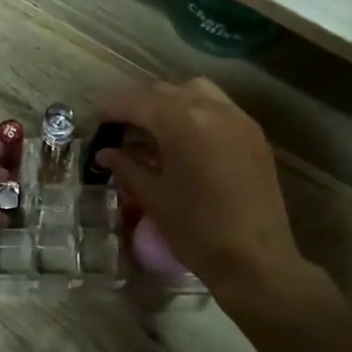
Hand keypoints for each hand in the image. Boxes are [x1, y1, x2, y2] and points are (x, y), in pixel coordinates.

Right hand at [95, 78, 307, 302]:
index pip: (138, 101)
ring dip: (170, 101)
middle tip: (118, 124)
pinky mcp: (254, 135)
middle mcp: (212, 109)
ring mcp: (238, 119)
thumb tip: (105, 152)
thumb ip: (127, 167)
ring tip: (153, 127)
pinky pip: (219, 107)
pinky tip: (185, 138)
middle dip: (138, 103)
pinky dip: (196, 112)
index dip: (112, 107)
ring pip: (196, 91)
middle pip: (165, 91)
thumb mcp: (154, 197)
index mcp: (182, 122)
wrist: (256, 260)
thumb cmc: (196, 230)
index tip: (95, 118)